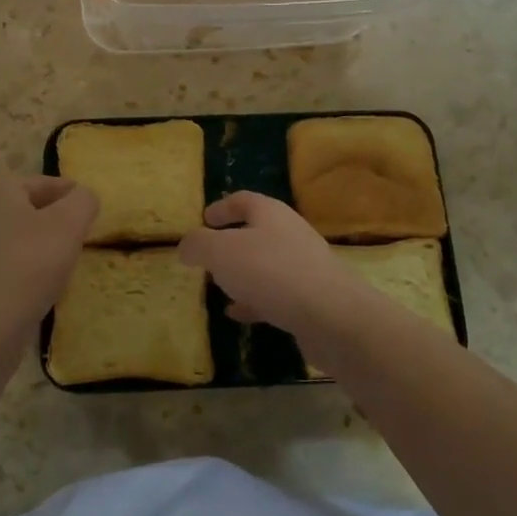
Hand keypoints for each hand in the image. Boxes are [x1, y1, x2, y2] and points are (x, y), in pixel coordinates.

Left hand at [0, 176, 98, 350]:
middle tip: (80, 234)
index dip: (69, 192)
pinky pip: (3, 266)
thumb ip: (83, 201)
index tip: (90, 207)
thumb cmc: (28, 266)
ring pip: (14, 238)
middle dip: (53, 218)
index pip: (42, 182)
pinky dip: (23, 270)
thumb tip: (85, 196)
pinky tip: (40, 288)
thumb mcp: (68, 225)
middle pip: (26, 209)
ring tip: (64, 262)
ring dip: (38, 246)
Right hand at [179, 192, 358, 341]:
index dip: (221, 207)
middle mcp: (290, 233)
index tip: (203, 218)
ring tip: (220, 286)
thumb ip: (198, 245)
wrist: (330, 315)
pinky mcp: (312, 298)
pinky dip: (255, 300)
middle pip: (257, 231)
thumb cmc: (270, 271)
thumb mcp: (221, 252)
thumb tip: (186, 245)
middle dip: (231, 243)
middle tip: (209, 256)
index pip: (243, 200)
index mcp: (270, 213)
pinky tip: (238, 314)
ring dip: (243, 273)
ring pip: (267, 264)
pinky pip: (277, 294)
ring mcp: (304, 266)